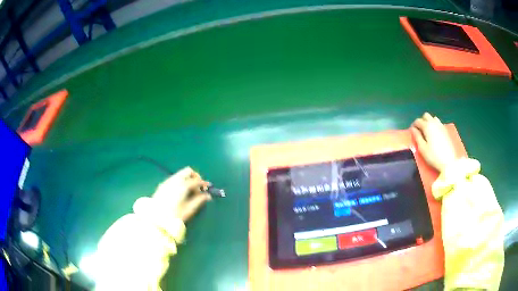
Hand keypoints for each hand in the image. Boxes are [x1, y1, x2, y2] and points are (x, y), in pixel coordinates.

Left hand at [153, 167, 210, 221]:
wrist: (156, 220)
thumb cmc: (174, 216)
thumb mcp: (189, 210)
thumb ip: (199, 200)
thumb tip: (207, 196)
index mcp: (182, 186)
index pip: (196, 180)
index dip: (203, 184)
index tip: (207, 189)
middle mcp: (174, 180)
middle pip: (187, 171)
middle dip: (195, 177)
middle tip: (199, 187)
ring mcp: (167, 182)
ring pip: (180, 174)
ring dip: (187, 179)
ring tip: (190, 191)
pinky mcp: (162, 185)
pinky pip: (174, 178)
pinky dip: (180, 181)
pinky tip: (181, 192)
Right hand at [411, 113, 456, 172]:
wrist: (448, 161)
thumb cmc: (433, 156)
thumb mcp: (422, 148)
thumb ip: (417, 137)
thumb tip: (413, 129)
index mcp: (427, 126)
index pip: (417, 121)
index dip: (413, 125)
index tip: (412, 131)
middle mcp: (434, 123)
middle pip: (426, 116)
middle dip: (421, 121)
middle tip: (419, 130)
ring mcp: (441, 126)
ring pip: (433, 118)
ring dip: (428, 122)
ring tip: (427, 131)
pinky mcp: (445, 130)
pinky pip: (438, 123)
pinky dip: (434, 125)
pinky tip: (434, 134)